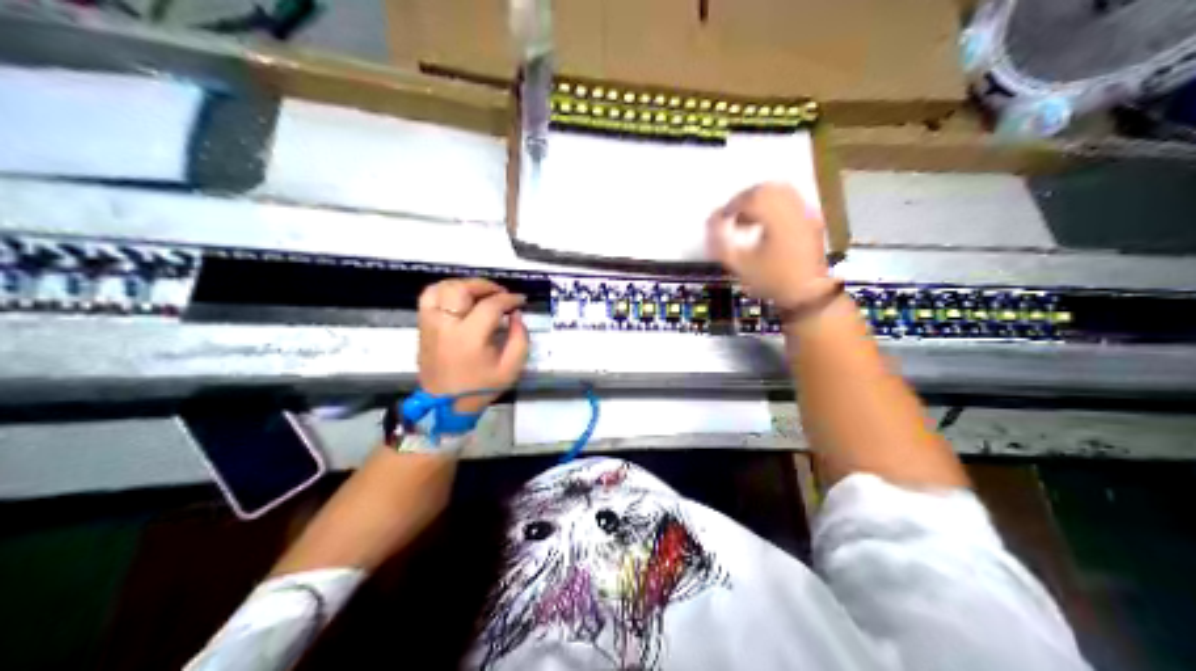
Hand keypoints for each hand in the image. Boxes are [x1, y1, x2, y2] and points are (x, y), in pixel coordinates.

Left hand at [419, 277, 531, 414]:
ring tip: (479, 293)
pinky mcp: (423, 326)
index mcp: (469, 338)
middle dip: (485, 286)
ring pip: (442, 288)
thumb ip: (520, 339)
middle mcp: (446, 325)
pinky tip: (459, 297)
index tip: (520, 301)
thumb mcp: (510, 369)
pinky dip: (444, 290)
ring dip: (464, 285)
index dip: (509, 299)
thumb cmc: (480, 387)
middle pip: (462, 289)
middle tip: (500, 294)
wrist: (446, 405)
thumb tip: (516, 315)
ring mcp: (430, 324)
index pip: (490, 305)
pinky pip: (429, 297)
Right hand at [704, 181, 833, 307]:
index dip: (731, 206)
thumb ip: (719, 241)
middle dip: (745, 200)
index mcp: (777, 216)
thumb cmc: (772, 280)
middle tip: (733, 218)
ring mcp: (807, 212)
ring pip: (780, 191)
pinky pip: (792, 201)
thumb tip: (711, 219)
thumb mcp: (739, 265)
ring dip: (761, 201)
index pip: (749, 197)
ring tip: (750, 222)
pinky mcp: (813, 219)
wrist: (808, 294)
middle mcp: (794, 207)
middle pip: (765, 189)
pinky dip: (776, 206)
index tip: (721, 219)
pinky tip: (768, 226)